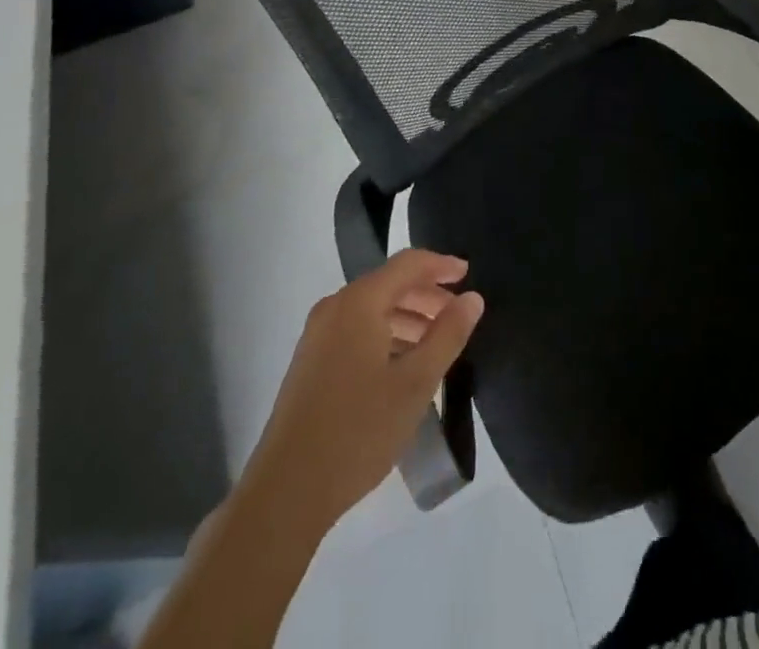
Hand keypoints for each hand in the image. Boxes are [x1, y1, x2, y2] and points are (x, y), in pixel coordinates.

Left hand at [247, 249, 483, 531]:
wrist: (286, 492)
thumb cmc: (358, 430)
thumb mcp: (416, 382)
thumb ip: (448, 334)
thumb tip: (472, 298)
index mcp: (359, 302)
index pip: (408, 264)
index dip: (441, 265)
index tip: (469, 274)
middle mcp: (335, 308)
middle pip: (389, 284)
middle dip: (426, 294)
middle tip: (457, 314)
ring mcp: (317, 336)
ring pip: (372, 310)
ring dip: (408, 317)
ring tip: (437, 342)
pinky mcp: (310, 363)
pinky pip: (356, 331)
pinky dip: (386, 336)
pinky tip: (403, 365)